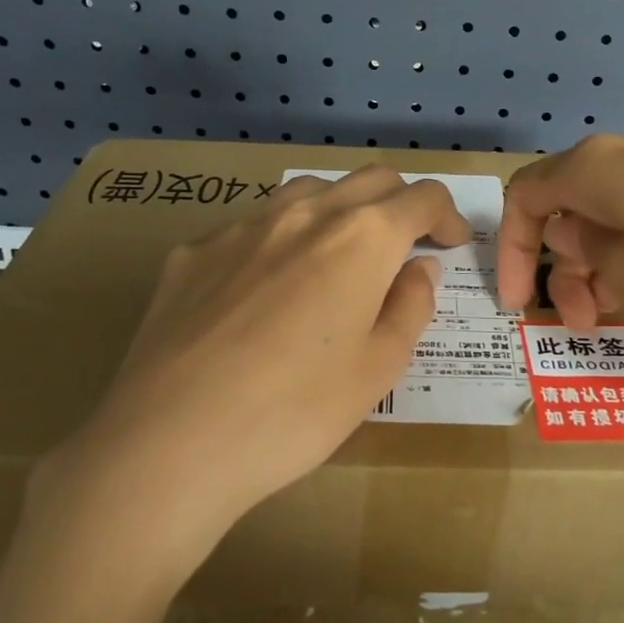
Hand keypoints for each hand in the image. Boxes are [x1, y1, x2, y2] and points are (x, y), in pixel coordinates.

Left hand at [24, 168, 470, 580]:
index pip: (422, 198)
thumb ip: (409, 306)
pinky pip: (252, 226)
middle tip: (406, 246)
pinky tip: (265, 289)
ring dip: (340, 209)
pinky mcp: (194, 251)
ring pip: (308, 190)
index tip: (452, 243)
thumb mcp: (378, 369)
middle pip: (370, 180)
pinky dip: (280, 239)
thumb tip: (418, 267)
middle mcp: (304, 213)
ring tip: (339, 255)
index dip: (447, 216)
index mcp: (361, 238)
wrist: (171, 442)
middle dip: (400, 203)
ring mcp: (241, 226)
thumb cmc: (295, 412)